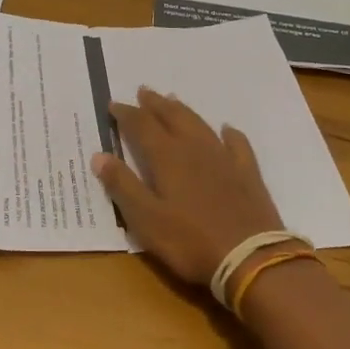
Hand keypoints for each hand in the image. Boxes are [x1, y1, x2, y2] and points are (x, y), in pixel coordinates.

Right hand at [89, 87, 285, 288]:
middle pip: (172, 117)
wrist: (250, 258)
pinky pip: (237, 144)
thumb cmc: (190, 241)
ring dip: (183, 110)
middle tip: (144, 91)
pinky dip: (230, 133)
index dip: (126, 114)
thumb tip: (99, 155)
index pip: (141, 126)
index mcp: (167, 158)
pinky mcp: (247, 173)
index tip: (113, 104)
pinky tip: (227, 129)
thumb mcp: (146, 220)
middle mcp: (194, 148)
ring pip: (199, 124)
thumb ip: (123, 186)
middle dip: (155, 104)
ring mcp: (224, 158)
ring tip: (173, 99)